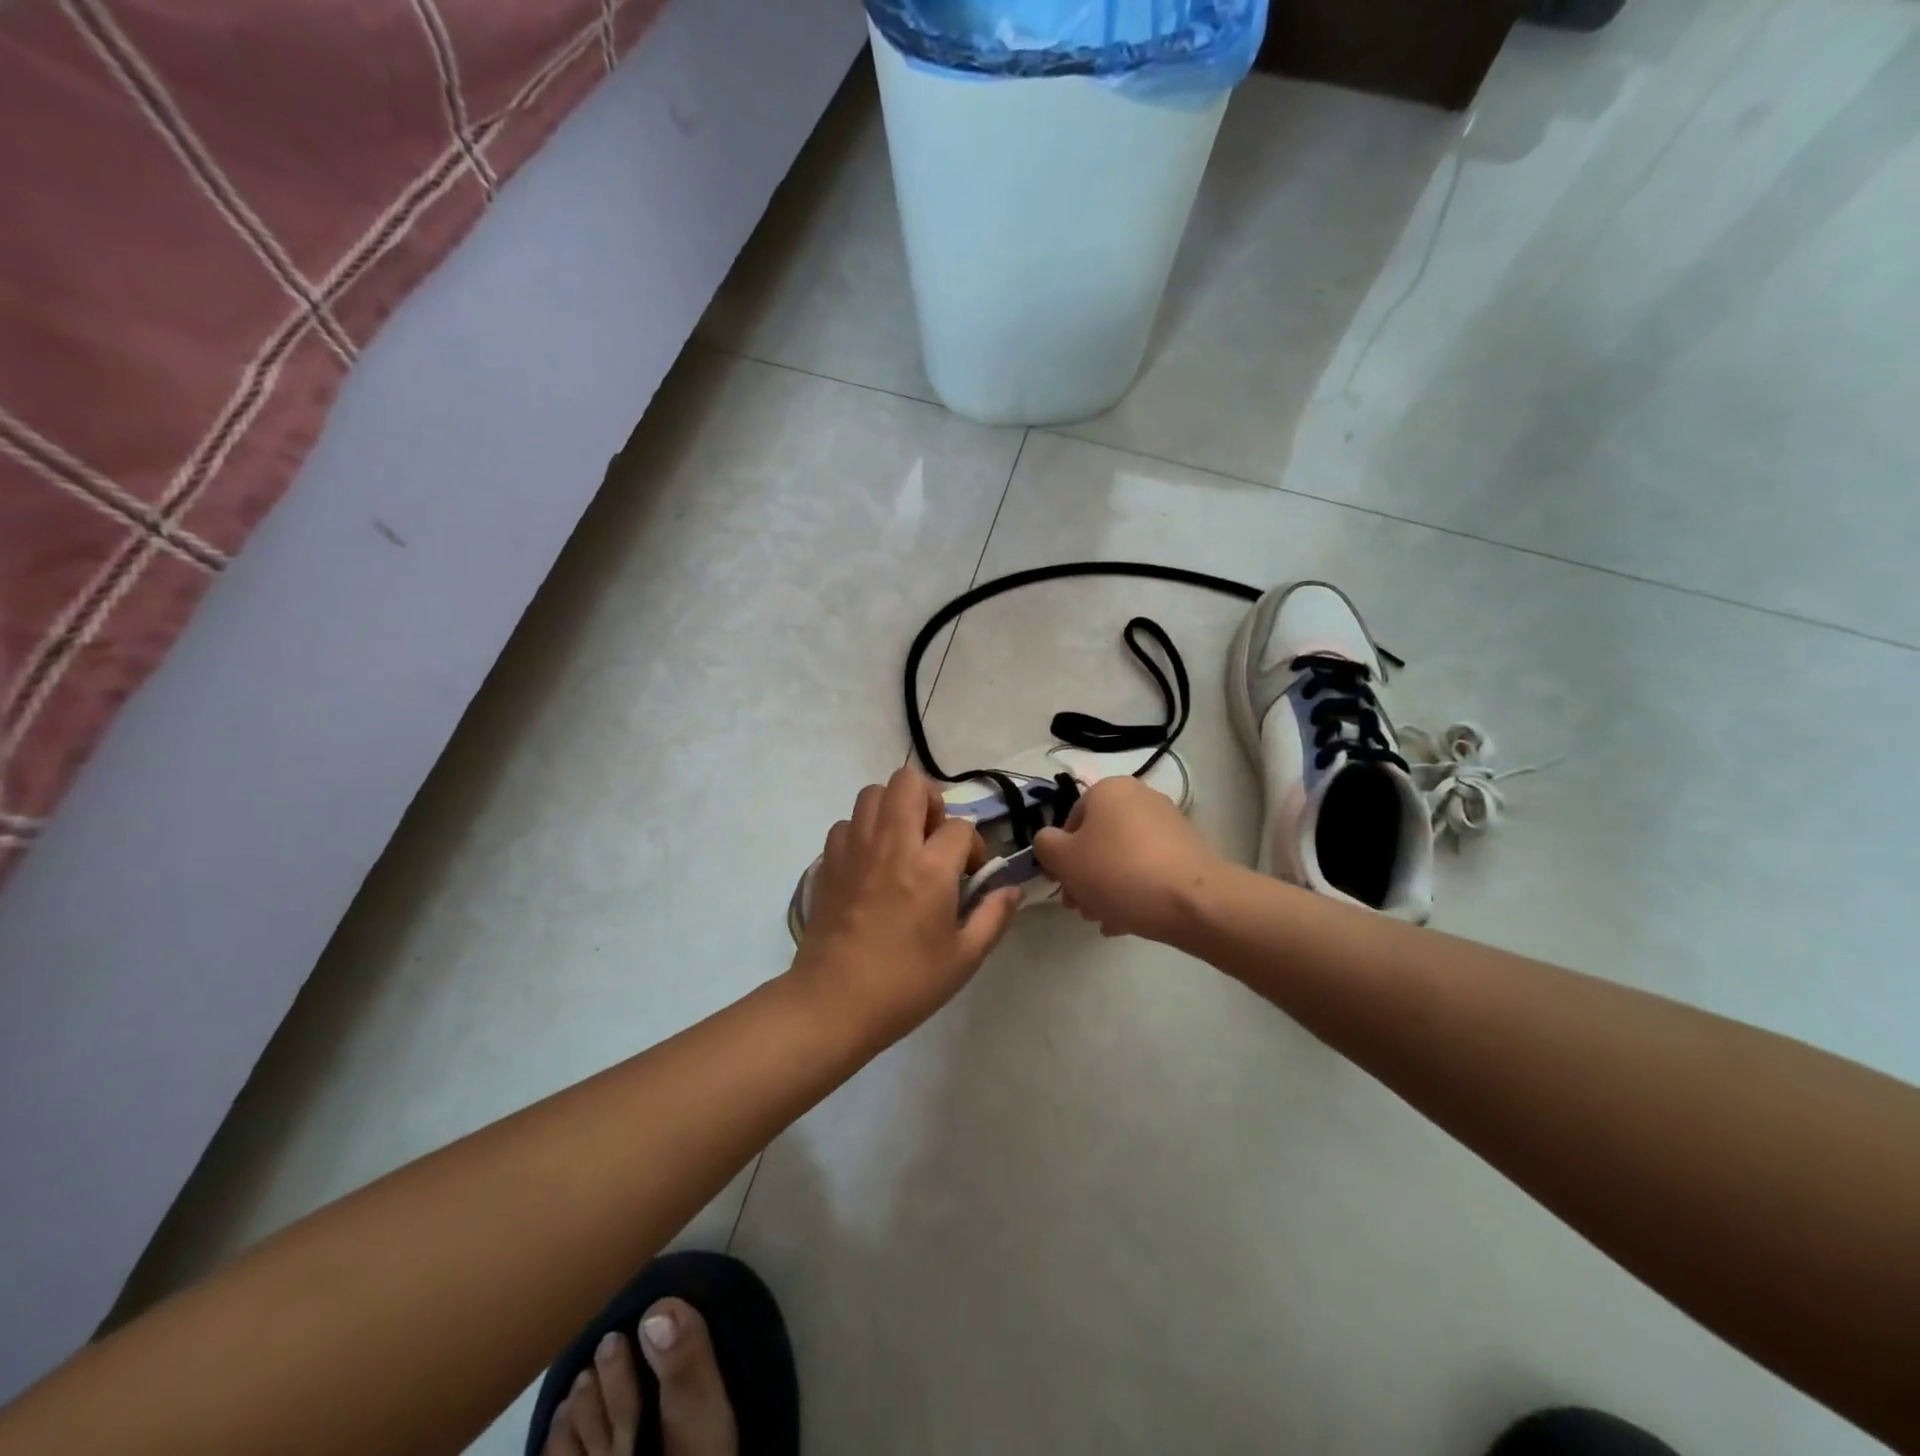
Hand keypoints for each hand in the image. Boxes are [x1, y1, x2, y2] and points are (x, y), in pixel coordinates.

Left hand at [790, 767, 1021, 1042]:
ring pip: (873, 793)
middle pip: (909, 783)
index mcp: (930, 867)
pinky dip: (863, 831)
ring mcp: (854, 848)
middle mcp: (891, 844)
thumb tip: (1012, 888)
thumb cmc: (906, 983)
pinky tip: (871, 864)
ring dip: (894, 809)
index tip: (968, 875)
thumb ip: (993, 916)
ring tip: (902, 845)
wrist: (833, 1002)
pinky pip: (848, 823)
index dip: (972, 846)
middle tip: (933, 839)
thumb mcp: (964, 957)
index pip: (960, 826)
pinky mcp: (827, 861)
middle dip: (930, 801)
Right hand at [1032, 775, 1223, 942]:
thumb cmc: (1118, 872)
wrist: (1193, 901)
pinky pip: (1149, 869)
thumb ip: (1045, 845)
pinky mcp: (1188, 851)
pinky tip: (1127, 921)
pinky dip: (1135, 890)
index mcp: (1108, 790)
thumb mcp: (1063, 859)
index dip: (1060, 857)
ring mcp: (1168, 824)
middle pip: (1098, 840)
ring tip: (1103, 920)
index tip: (1062, 886)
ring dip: (1106, 888)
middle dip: (1084, 876)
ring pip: (1122, 857)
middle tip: (1080, 908)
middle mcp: (1139, 797)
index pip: (1070, 821)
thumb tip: (1050, 842)